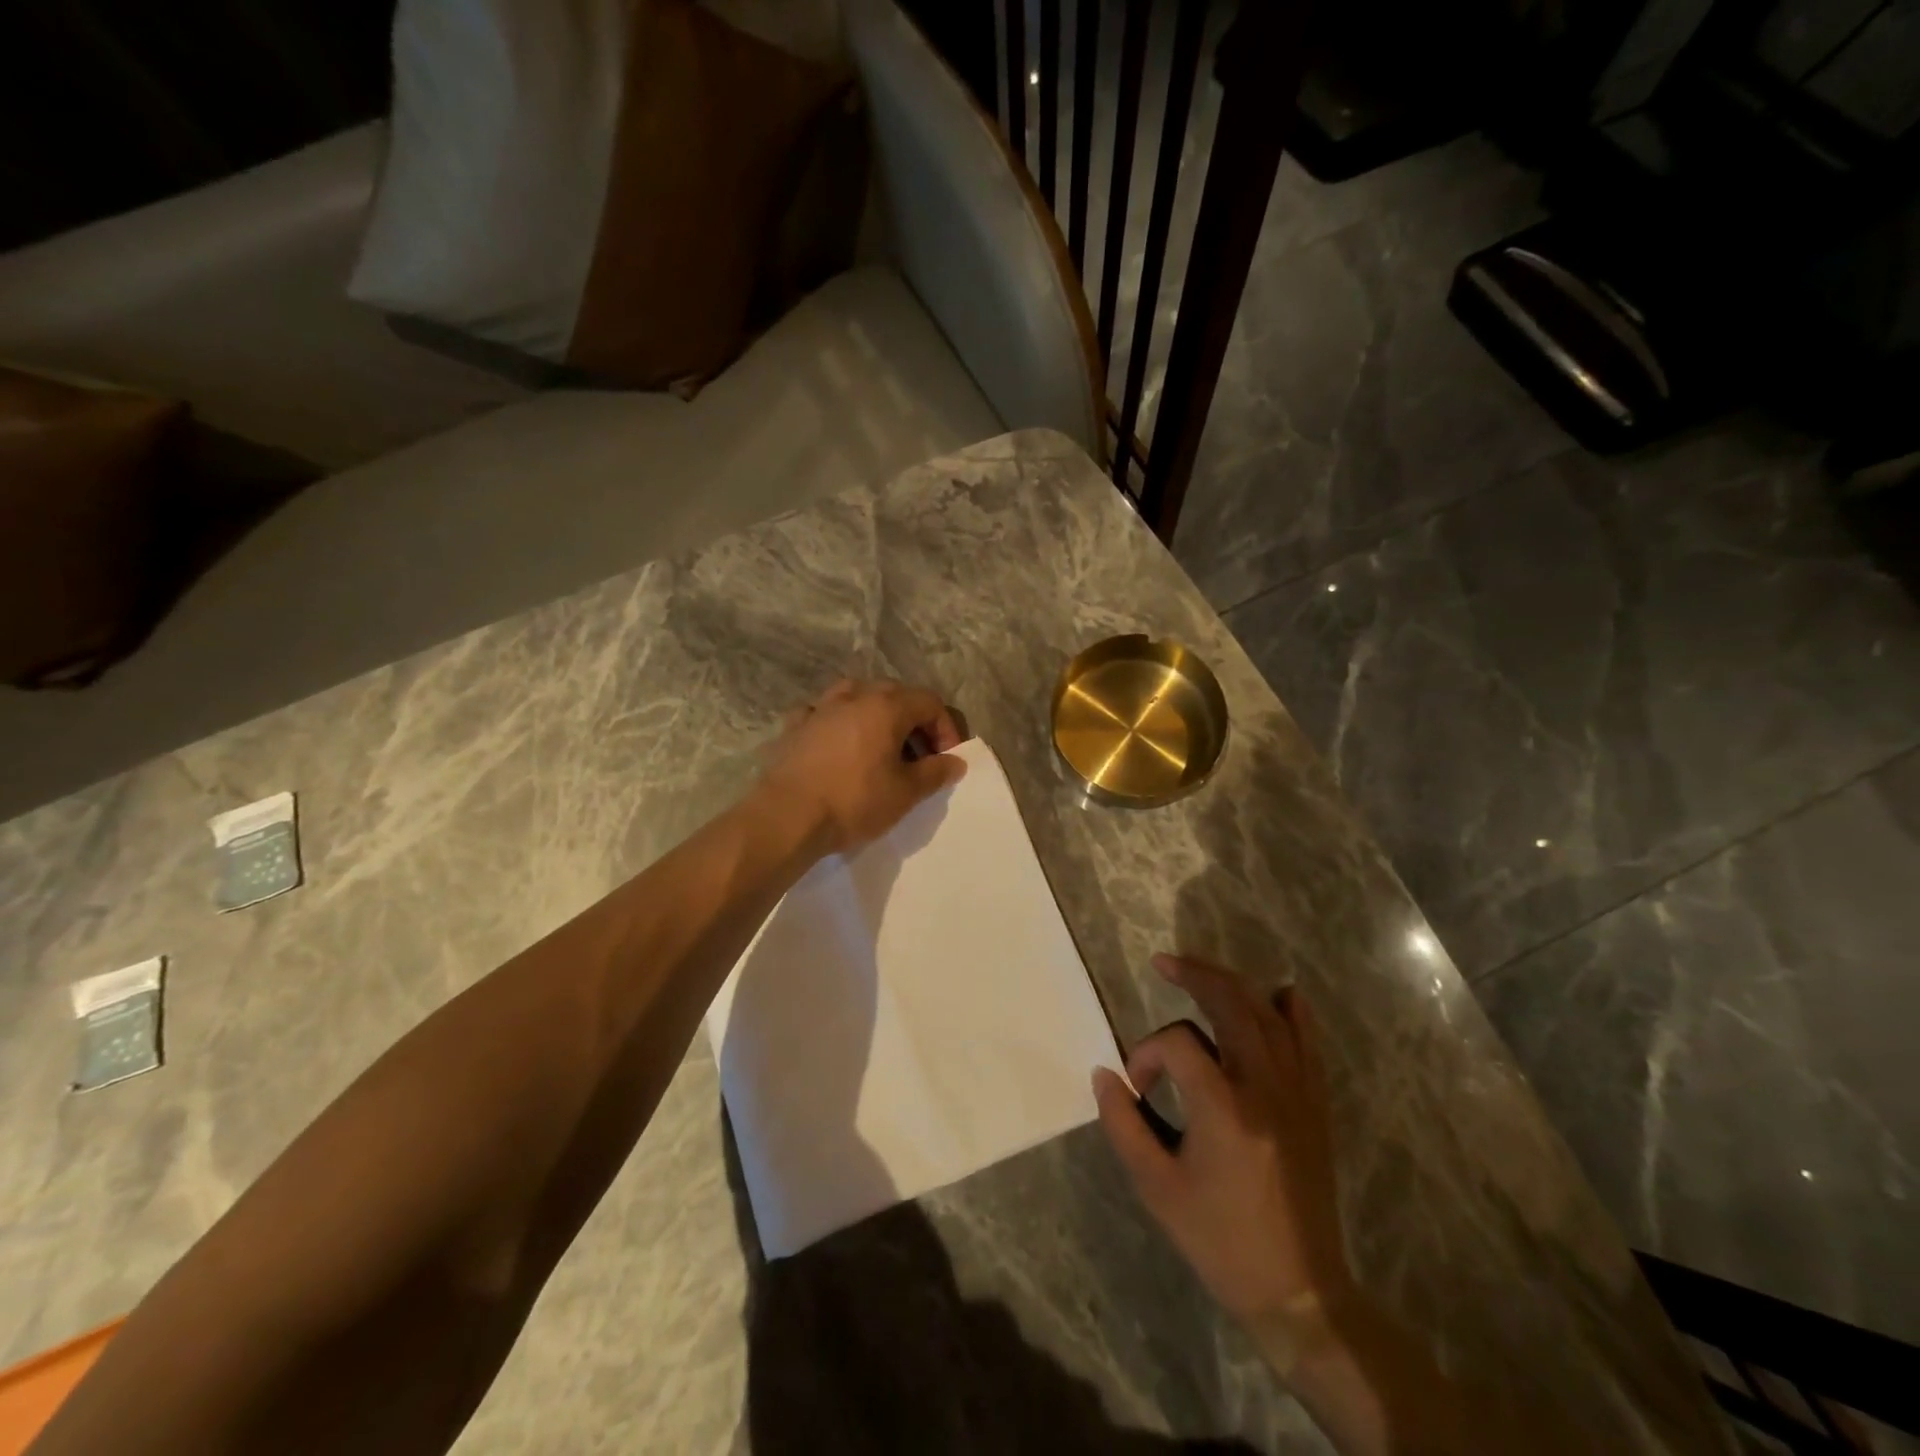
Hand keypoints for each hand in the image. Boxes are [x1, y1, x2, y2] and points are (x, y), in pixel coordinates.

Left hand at [758, 678, 966, 853]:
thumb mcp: (906, 793)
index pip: (929, 702)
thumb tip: (956, 761)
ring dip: (874, 714)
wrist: (788, 817)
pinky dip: (835, 722)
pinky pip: (821, 713)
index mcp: (886, 707)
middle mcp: (854, 697)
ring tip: (878, 745)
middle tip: (918, 757)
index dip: (946, 729)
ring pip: (855, 695)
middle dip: (913, 722)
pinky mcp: (794, 727)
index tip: (946, 760)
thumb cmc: (855, 801)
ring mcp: (820, 709)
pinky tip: (835, 742)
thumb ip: (935, 772)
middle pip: (894, 695)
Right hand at [1094, 955, 1352, 1341]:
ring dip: (1232, 984)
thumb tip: (1105, 1074)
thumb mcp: (1156, 1187)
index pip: (1177, 1045)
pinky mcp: (1315, 1104)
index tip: (1135, 1087)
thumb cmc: (1219, 1240)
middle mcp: (1265, 1087)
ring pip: (1268, 1014)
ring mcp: (1297, 1092)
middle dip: (1195, 976)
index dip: (1147, 1055)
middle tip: (1164, 963)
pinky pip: (1307, 1042)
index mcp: (1224, 1108)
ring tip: (1201, 971)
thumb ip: (1122, 1124)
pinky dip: (1290, 1011)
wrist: (1298, 1289)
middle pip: (1232, 1005)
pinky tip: (1279, 993)